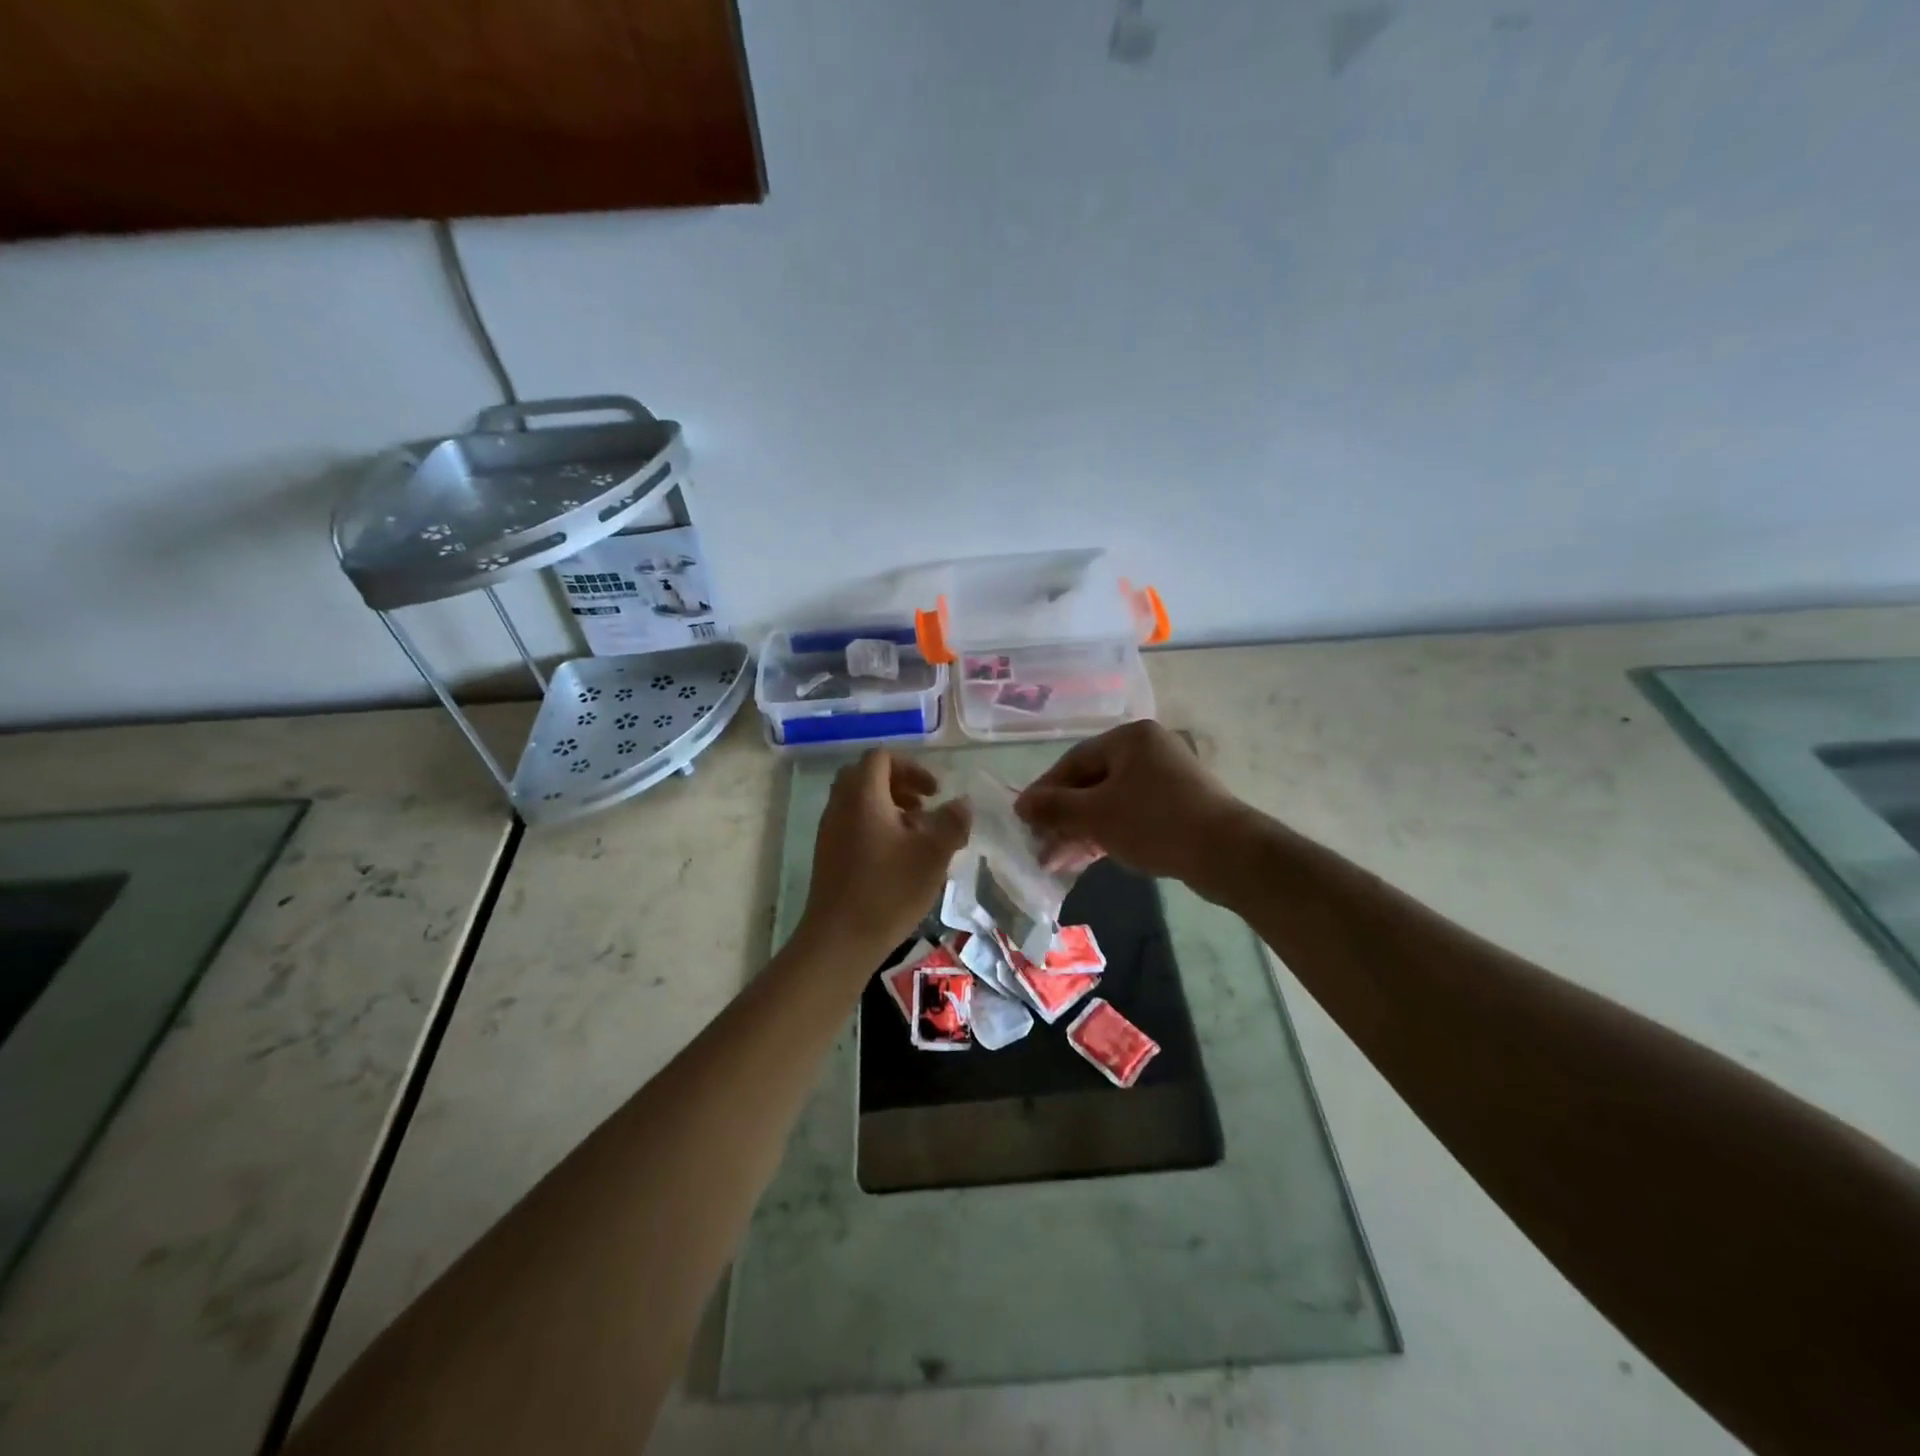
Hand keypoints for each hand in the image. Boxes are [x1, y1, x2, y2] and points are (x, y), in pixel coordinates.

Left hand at [798, 749, 970, 957]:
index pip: (881, 757)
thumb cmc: (888, 891)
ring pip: (859, 800)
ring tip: (917, 832)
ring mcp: (829, 830)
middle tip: (925, 805)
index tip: (936, 791)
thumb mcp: (933, 854)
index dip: (912, 766)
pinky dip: (876, 825)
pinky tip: (898, 856)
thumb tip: (963, 802)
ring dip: (889, 806)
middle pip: (867, 775)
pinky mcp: (828, 854)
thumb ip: (952, 822)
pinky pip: (852, 822)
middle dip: (899, 784)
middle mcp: (840, 805)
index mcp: (863, 796)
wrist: (839, 939)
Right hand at [1015, 720, 1248, 883]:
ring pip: (1109, 802)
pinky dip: (1106, 834)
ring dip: (1080, 831)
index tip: (1023, 818)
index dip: (1044, 791)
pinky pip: (1130, 815)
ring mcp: (1165, 779)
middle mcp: (1148, 751)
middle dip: (1062, 817)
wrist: (1227, 854)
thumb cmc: (1154, 822)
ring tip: (1055, 861)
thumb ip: (1054, 807)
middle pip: (1091, 783)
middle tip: (1038, 845)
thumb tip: (1020, 803)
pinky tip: (1084, 858)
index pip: (1073, 761)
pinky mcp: (1177, 806)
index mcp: (1129, 739)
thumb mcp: (1096, 814)